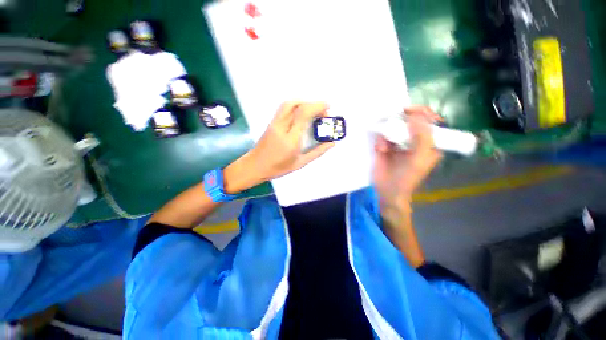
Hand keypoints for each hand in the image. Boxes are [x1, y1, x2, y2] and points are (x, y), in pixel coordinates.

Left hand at [224, 102, 333, 192]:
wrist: (255, 166)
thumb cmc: (278, 167)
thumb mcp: (300, 163)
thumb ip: (317, 152)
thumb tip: (331, 143)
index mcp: (291, 139)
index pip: (303, 114)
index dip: (317, 106)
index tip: (328, 108)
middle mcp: (282, 126)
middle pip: (296, 105)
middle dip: (312, 104)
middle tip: (322, 111)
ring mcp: (274, 123)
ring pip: (288, 104)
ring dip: (303, 103)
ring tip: (313, 111)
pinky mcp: (271, 122)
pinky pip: (284, 108)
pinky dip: (296, 105)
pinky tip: (302, 113)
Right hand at [373, 106, 442, 210]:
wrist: (387, 190)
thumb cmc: (407, 177)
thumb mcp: (419, 158)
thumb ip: (422, 137)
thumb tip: (416, 115)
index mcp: (429, 143)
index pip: (429, 121)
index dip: (421, 112)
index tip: (408, 110)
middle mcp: (414, 140)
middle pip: (409, 121)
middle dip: (401, 120)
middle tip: (393, 120)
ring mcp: (398, 143)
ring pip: (393, 128)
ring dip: (389, 133)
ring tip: (386, 146)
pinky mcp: (384, 146)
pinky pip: (382, 137)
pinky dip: (381, 141)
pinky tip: (380, 150)